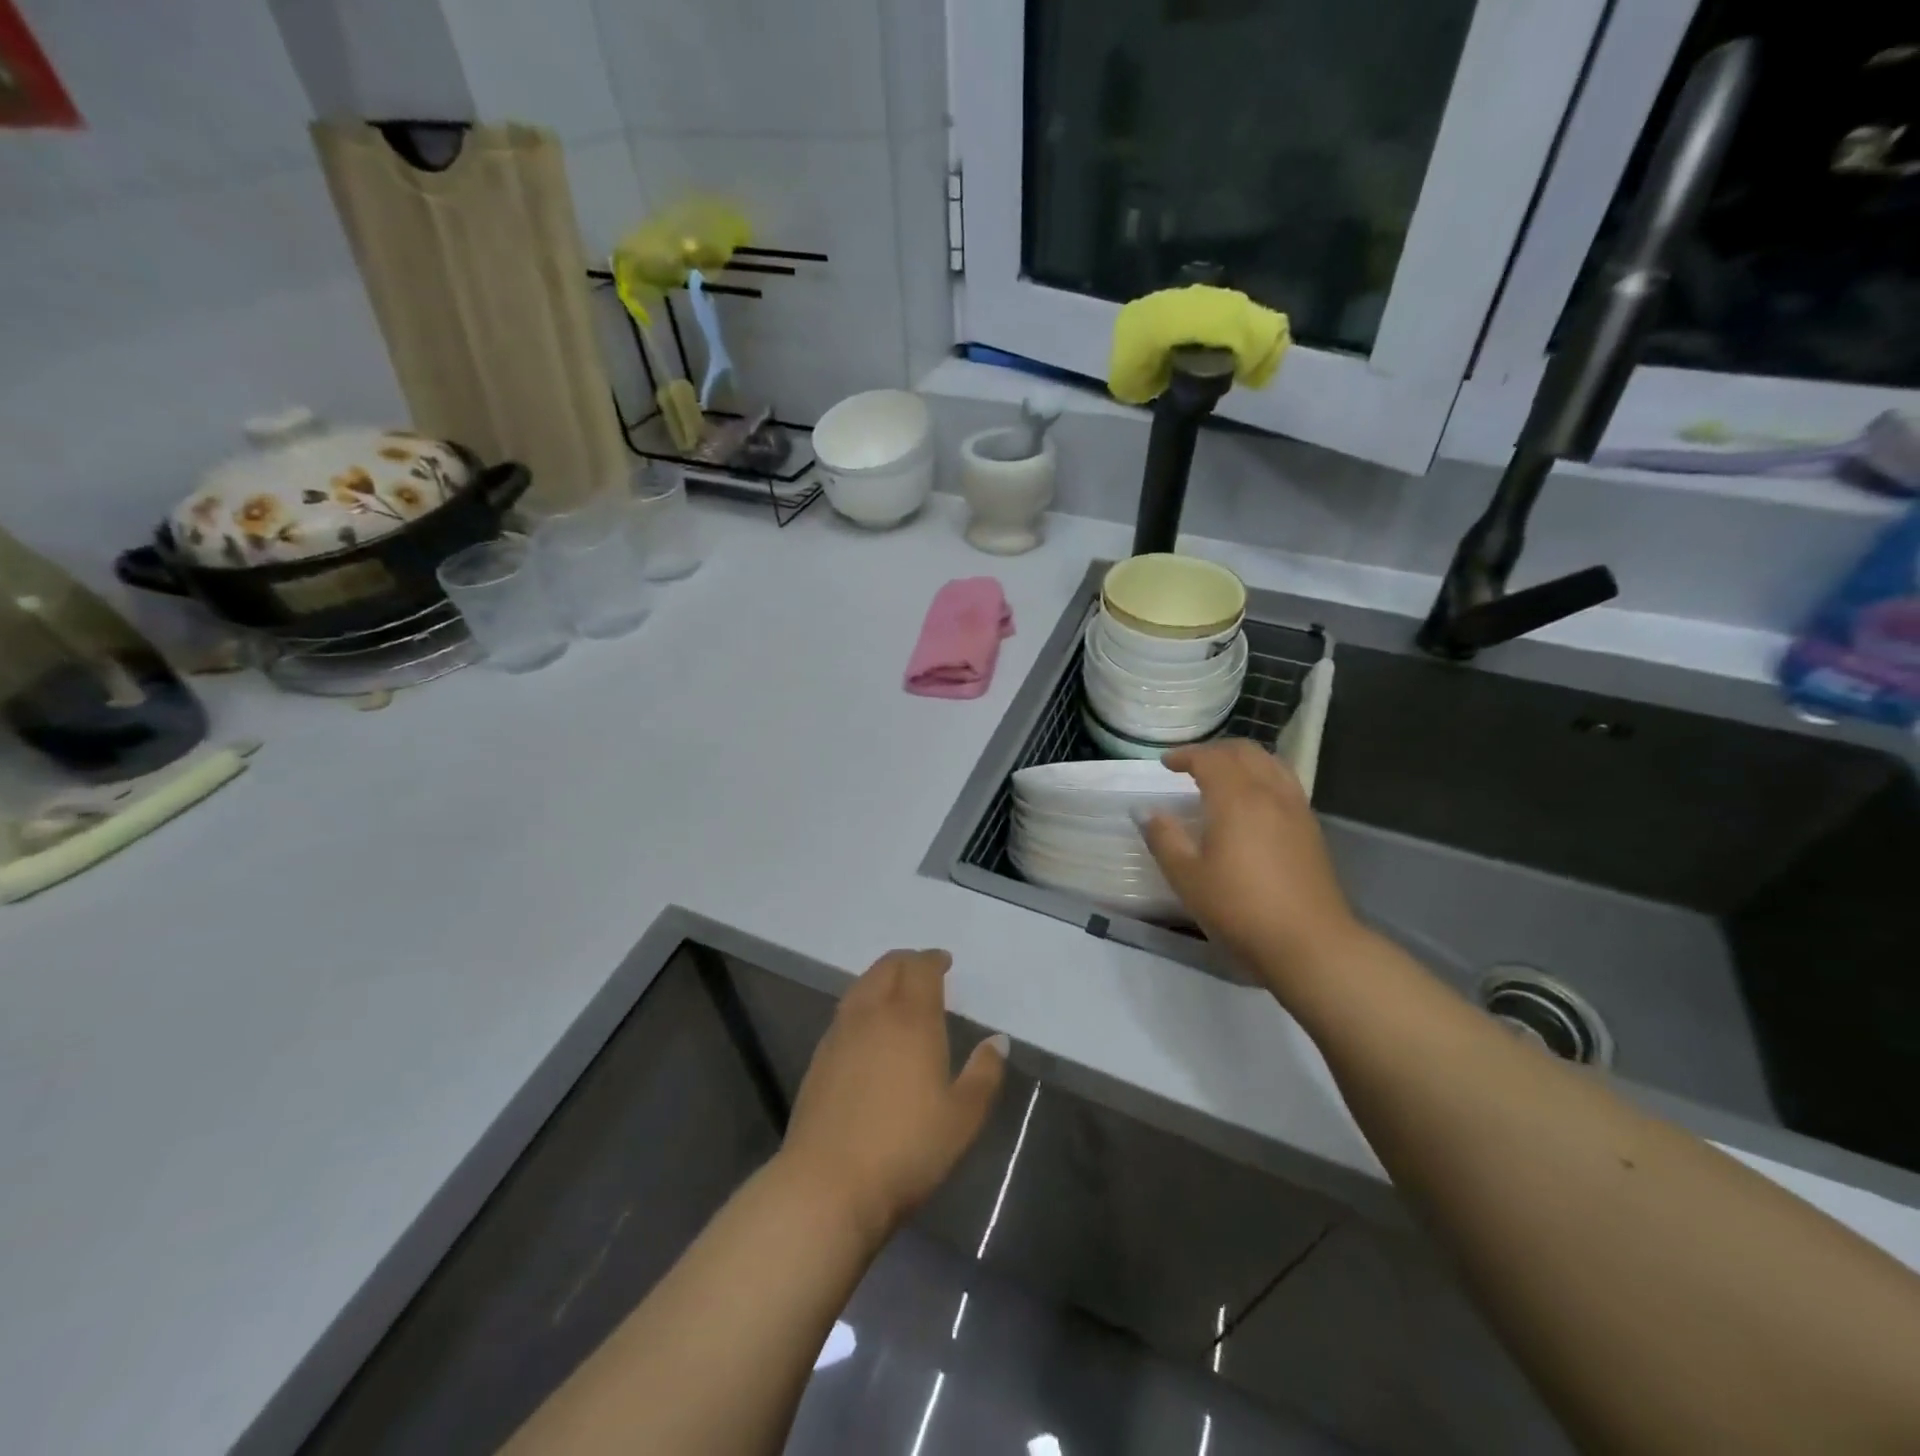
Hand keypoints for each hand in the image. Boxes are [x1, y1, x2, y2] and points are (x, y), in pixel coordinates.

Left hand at [778, 950, 1006, 1241]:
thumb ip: (984, 1073)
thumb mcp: (963, 1118)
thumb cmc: (906, 1149)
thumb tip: (998, 1040)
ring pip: (861, 986)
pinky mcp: (819, 1058)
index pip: (921, 969)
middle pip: (887, 968)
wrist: (827, 1185)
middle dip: (907, 961)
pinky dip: (862, 1003)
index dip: (933, 960)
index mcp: (912, 1019)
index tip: (945, 962)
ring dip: (881, 978)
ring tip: (896, 992)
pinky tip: (868, 1028)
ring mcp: (840, 1034)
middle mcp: (873, 1014)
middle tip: (923, 970)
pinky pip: (845, 1012)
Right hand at [1142, 740, 1362, 993]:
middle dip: (1215, 752)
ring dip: (1243, 760)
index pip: (1209, 758)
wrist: (1309, 943)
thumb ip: (1164, 838)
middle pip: (1244, 752)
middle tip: (1191, 766)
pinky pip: (1285, 783)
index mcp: (1236, 798)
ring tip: (1224, 777)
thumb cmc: (1239, 908)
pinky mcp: (1312, 829)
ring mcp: (1296, 809)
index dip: (1185, 755)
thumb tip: (1146, 811)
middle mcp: (1269, 792)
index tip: (1166, 764)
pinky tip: (1253, 803)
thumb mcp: (1187, 877)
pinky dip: (1263, 777)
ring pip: (1270, 763)